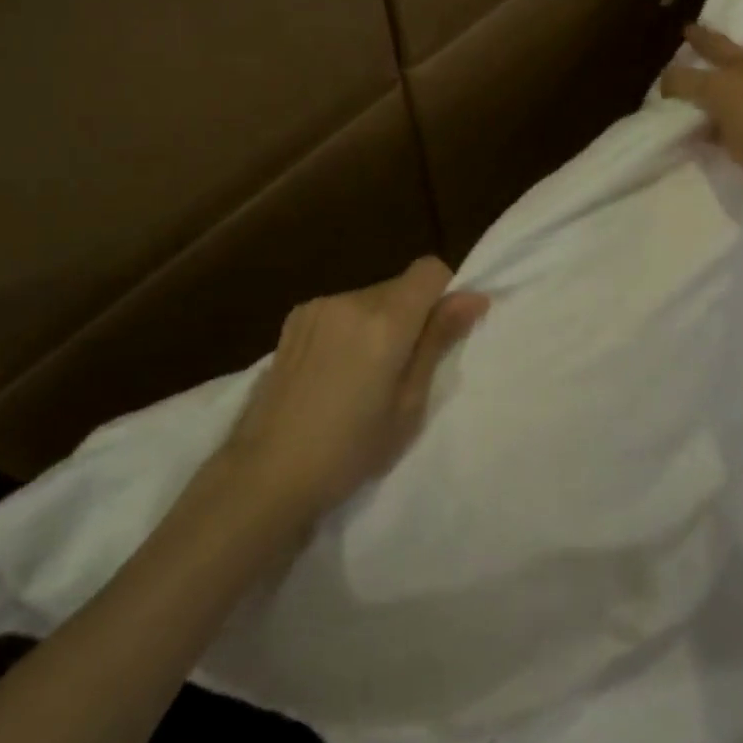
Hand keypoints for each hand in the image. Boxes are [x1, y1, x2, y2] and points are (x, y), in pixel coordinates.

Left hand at [223, 257, 488, 514]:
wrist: (267, 472)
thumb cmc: (350, 450)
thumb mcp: (408, 405)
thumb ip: (438, 341)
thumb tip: (474, 297)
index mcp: (384, 321)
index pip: (429, 269)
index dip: (444, 294)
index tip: (440, 334)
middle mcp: (350, 299)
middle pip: (399, 286)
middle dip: (411, 315)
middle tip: (401, 370)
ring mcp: (317, 306)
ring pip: (369, 297)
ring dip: (379, 322)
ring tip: (363, 375)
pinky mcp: (294, 318)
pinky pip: (341, 308)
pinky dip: (350, 327)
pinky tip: (333, 370)